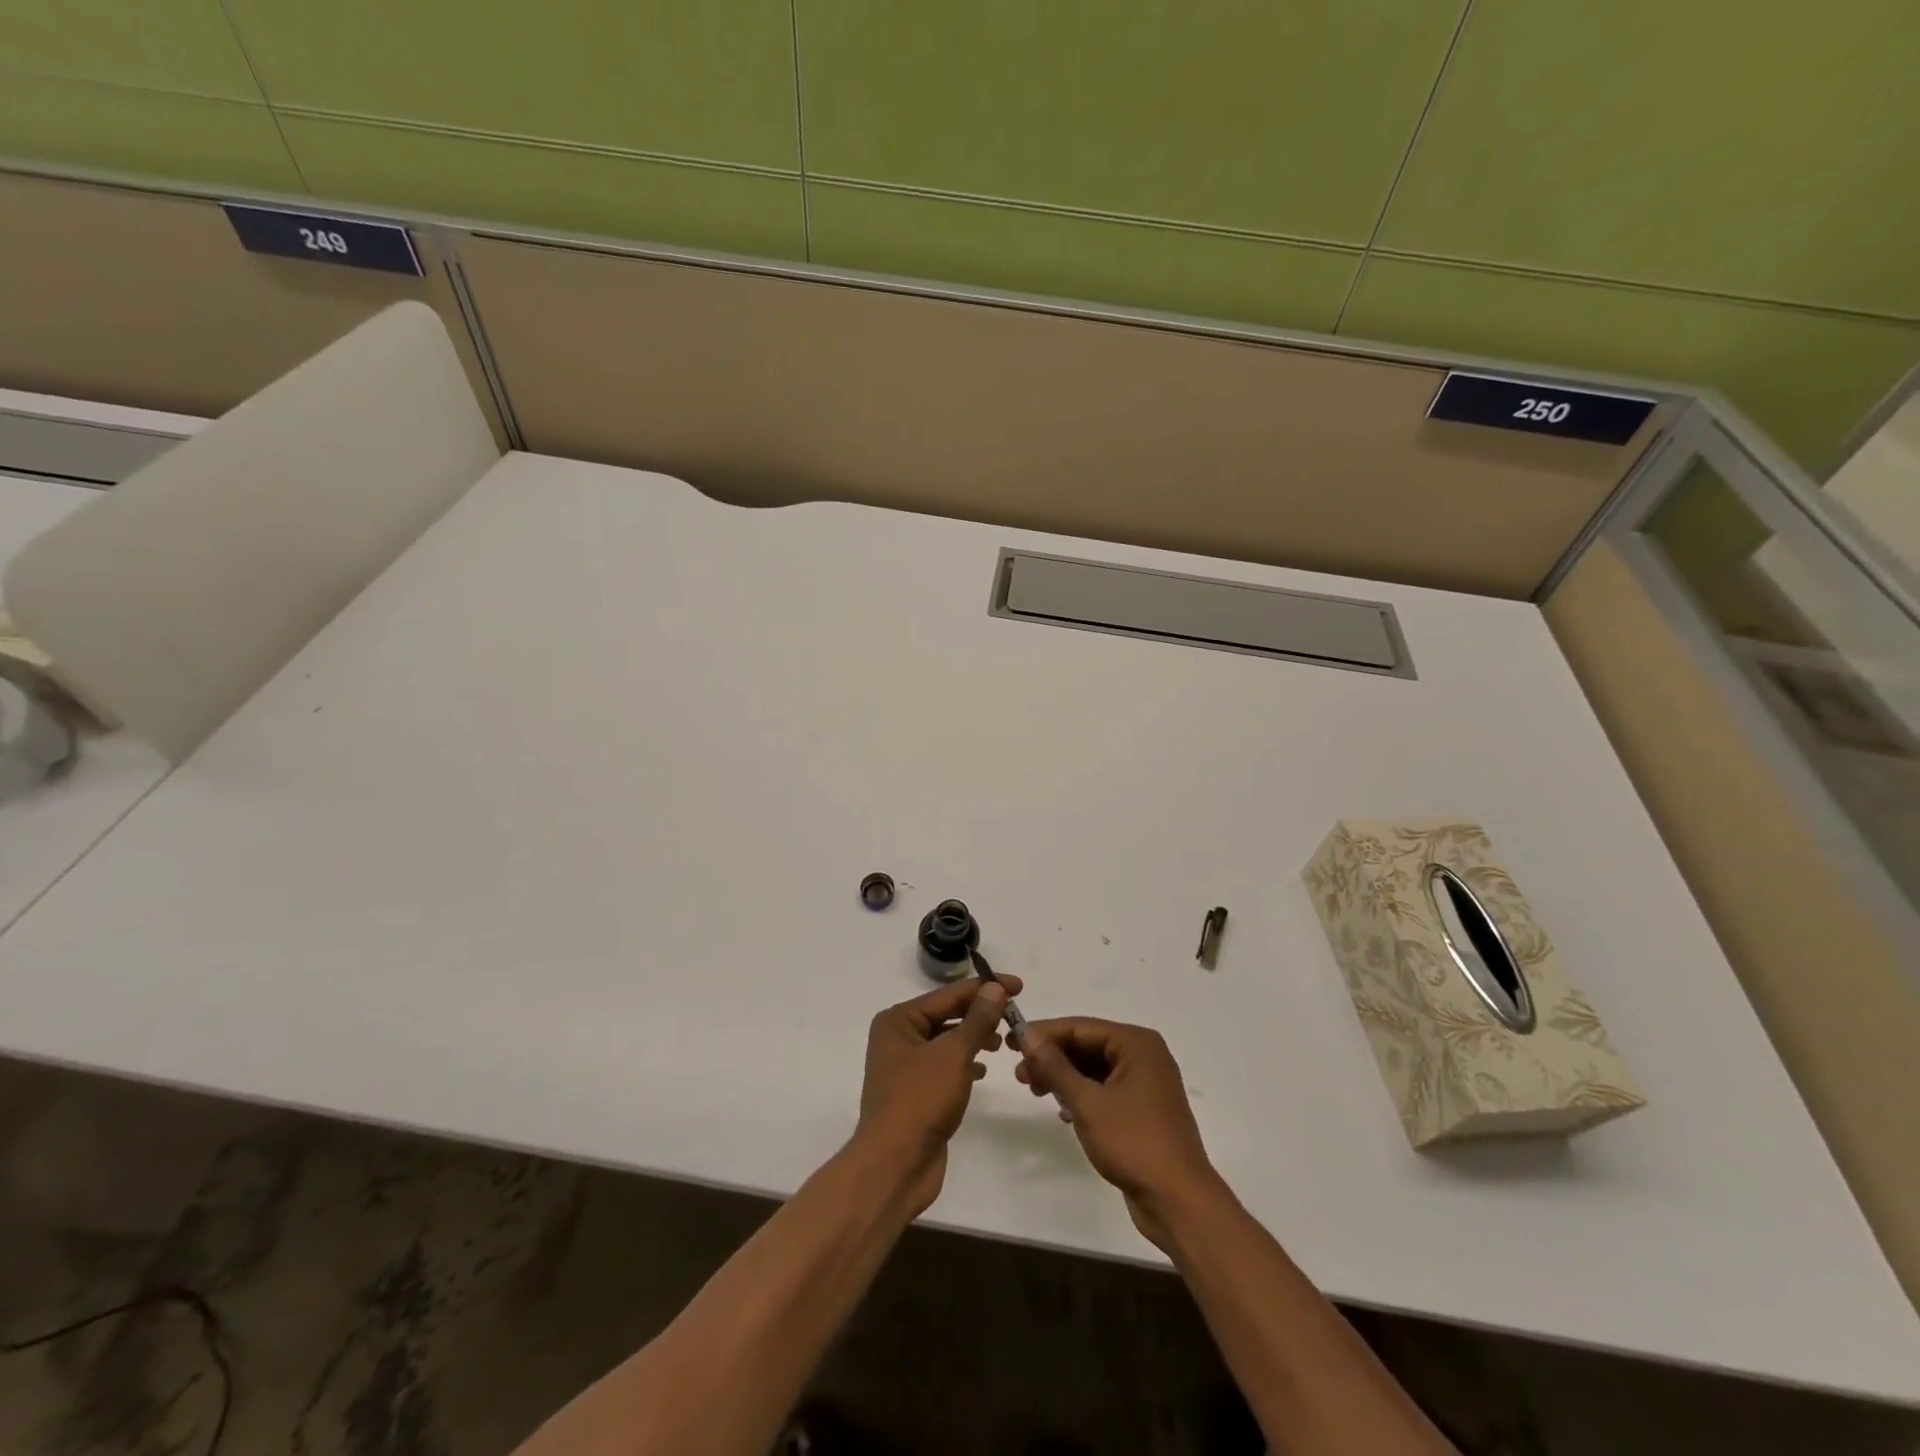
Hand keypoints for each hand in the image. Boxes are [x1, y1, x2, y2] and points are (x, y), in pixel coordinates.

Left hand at [855, 975, 1018, 1213]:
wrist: (894, 1166)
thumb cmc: (920, 1100)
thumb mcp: (953, 1054)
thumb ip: (977, 1019)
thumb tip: (995, 988)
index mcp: (898, 1020)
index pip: (949, 994)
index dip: (985, 988)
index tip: (1019, 986)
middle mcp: (898, 1037)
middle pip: (947, 1014)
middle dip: (980, 1013)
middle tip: (1015, 1014)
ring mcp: (906, 1066)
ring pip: (948, 1040)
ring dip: (975, 1037)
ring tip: (1003, 1041)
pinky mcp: (916, 1092)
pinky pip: (945, 1065)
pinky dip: (965, 1062)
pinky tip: (983, 1068)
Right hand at [1014, 1018, 1224, 1249]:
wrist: (1178, 1200)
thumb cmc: (1133, 1142)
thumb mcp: (1087, 1102)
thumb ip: (1055, 1066)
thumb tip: (1029, 1035)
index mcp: (1136, 1043)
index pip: (1081, 1027)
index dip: (1044, 1034)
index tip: (1012, 1042)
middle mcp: (1144, 1055)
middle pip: (1088, 1045)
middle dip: (1052, 1058)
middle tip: (1019, 1073)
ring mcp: (1146, 1083)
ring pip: (1095, 1068)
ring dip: (1064, 1077)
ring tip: (1034, 1090)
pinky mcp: (1143, 1109)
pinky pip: (1105, 1089)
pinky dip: (1082, 1094)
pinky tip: (1062, 1110)